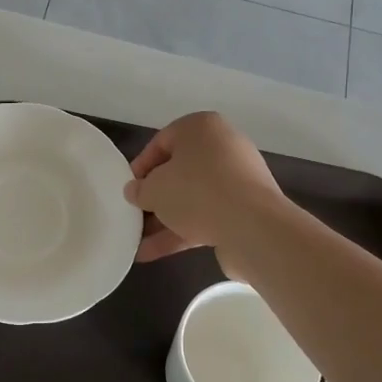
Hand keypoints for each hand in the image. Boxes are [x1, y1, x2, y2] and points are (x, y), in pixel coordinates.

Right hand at [124, 111, 285, 270]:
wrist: (253, 227)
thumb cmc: (196, 192)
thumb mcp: (154, 189)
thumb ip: (140, 189)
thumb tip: (135, 191)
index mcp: (201, 128)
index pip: (161, 142)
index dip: (140, 168)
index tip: (128, 190)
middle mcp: (223, 147)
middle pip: (179, 171)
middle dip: (155, 197)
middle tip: (134, 214)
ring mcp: (238, 179)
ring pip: (192, 197)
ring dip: (165, 220)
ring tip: (138, 241)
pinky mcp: (245, 209)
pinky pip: (207, 216)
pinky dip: (182, 232)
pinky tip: (153, 252)